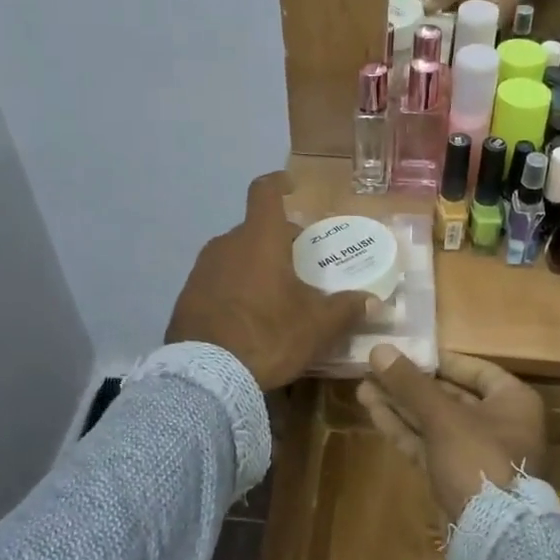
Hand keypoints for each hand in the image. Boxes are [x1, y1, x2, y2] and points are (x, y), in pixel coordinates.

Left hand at [167, 172, 370, 390]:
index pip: (265, 192)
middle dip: (277, 241)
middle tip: (299, 264)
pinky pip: (217, 280)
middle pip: (255, 230)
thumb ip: (346, 309)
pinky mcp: (186, 295)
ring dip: (254, 265)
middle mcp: (226, 244)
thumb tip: (372, 301)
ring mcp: (202, 269)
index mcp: (259, 239)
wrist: (206, 376)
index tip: (291, 185)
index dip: (278, 183)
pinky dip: (234, 287)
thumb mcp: (316, 326)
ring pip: (235, 255)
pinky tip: (246, 317)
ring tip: (273, 295)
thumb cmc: (268, 336)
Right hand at [357, 347, 546, 521]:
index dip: (439, 360)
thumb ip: (410, 383)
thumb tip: (379, 348)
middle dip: (411, 384)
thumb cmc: (478, 459)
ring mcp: (476, 454)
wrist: (492, 536)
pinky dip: (403, 428)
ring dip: (400, 405)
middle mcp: (499, 424)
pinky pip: (428, 444)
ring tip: (363, 386)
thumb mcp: (443, 416)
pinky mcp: (455, 477)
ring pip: (434, 422)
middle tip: (375, 368)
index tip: (407, 352)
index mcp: (513, 401)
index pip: (475, 370)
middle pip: (450, 396)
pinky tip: (373, 411)